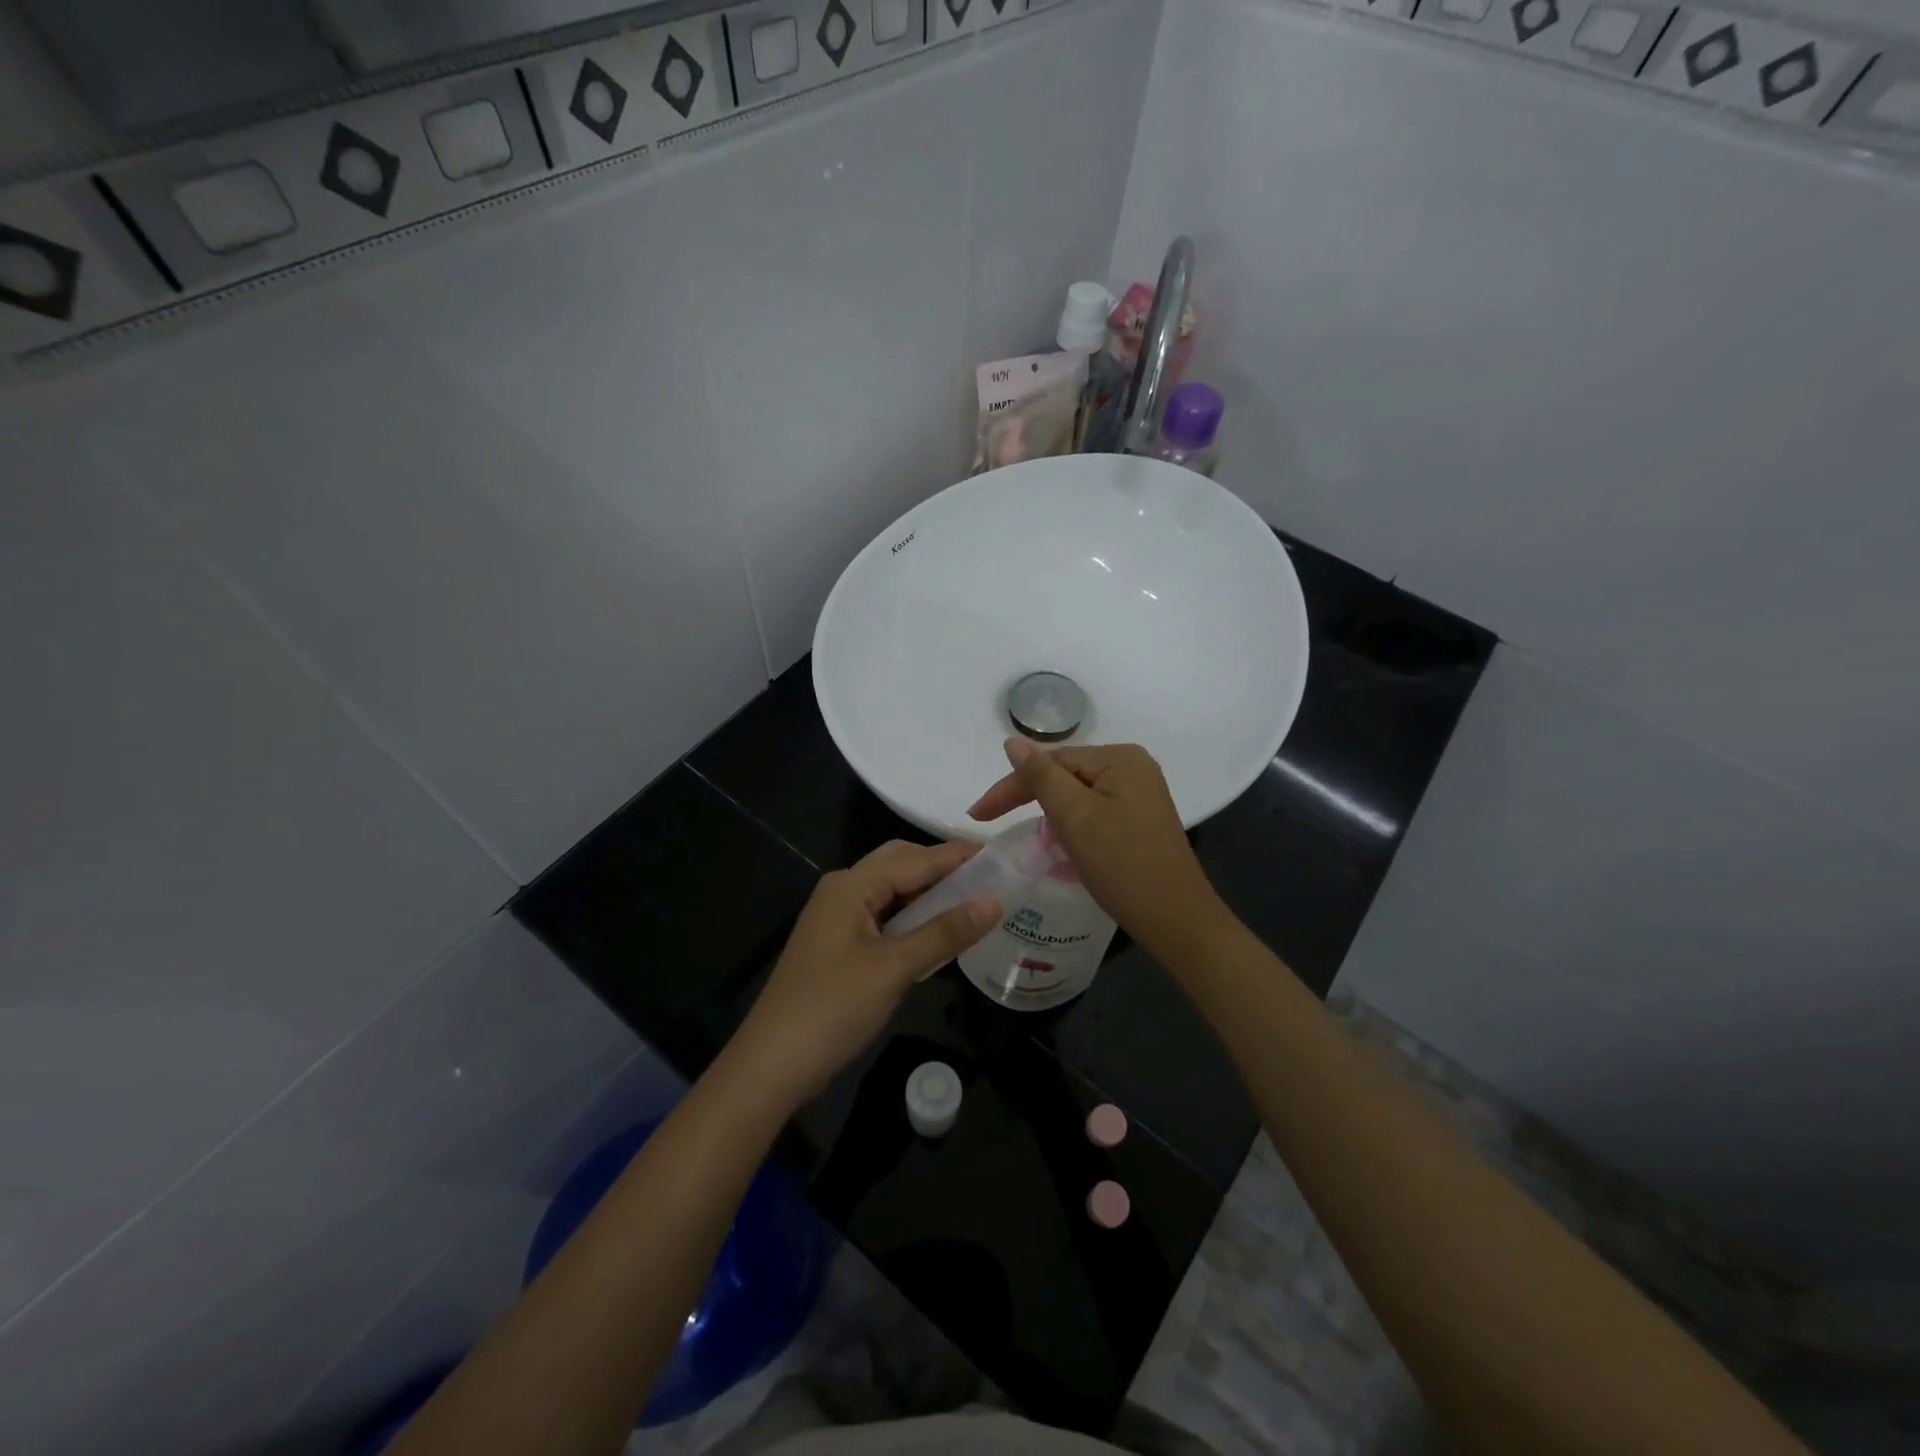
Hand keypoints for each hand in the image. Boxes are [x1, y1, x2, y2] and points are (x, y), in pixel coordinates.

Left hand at [731, 840, 998, 1105]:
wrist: (771, 1066)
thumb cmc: (833, 1008)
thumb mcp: (894, 969)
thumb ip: (944, 933)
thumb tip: (994, 902)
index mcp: (851, 885)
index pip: (916, 859)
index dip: (959, 857)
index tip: (1002, 856)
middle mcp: (842, 891)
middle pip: (900, 865)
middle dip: (942, 869)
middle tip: (988, 880)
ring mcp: (837, 919)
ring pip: (892, 892)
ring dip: (928, 894)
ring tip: (973, 902)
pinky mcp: (838, 945)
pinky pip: (883, 917)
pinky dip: (912, 918)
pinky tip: (938, 932)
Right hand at [968, 739, 1223, 957]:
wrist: (1176, 920)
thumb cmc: (1123, 866)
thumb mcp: (1075, 817)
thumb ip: (1040, 776)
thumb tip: (1012, 741)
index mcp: (1119, 758)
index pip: (1050, 762)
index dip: (1011, 786)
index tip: (976, 815)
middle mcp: (1133, 767)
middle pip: (1065, 774)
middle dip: (1028, 797)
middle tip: (988, 820)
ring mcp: (1139, 794)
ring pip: (1077, 794)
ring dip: (1049, 813)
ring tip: (1022, 834)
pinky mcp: (1140, 819)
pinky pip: (1093, 811)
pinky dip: (1071, 825)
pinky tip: (1058, 842)